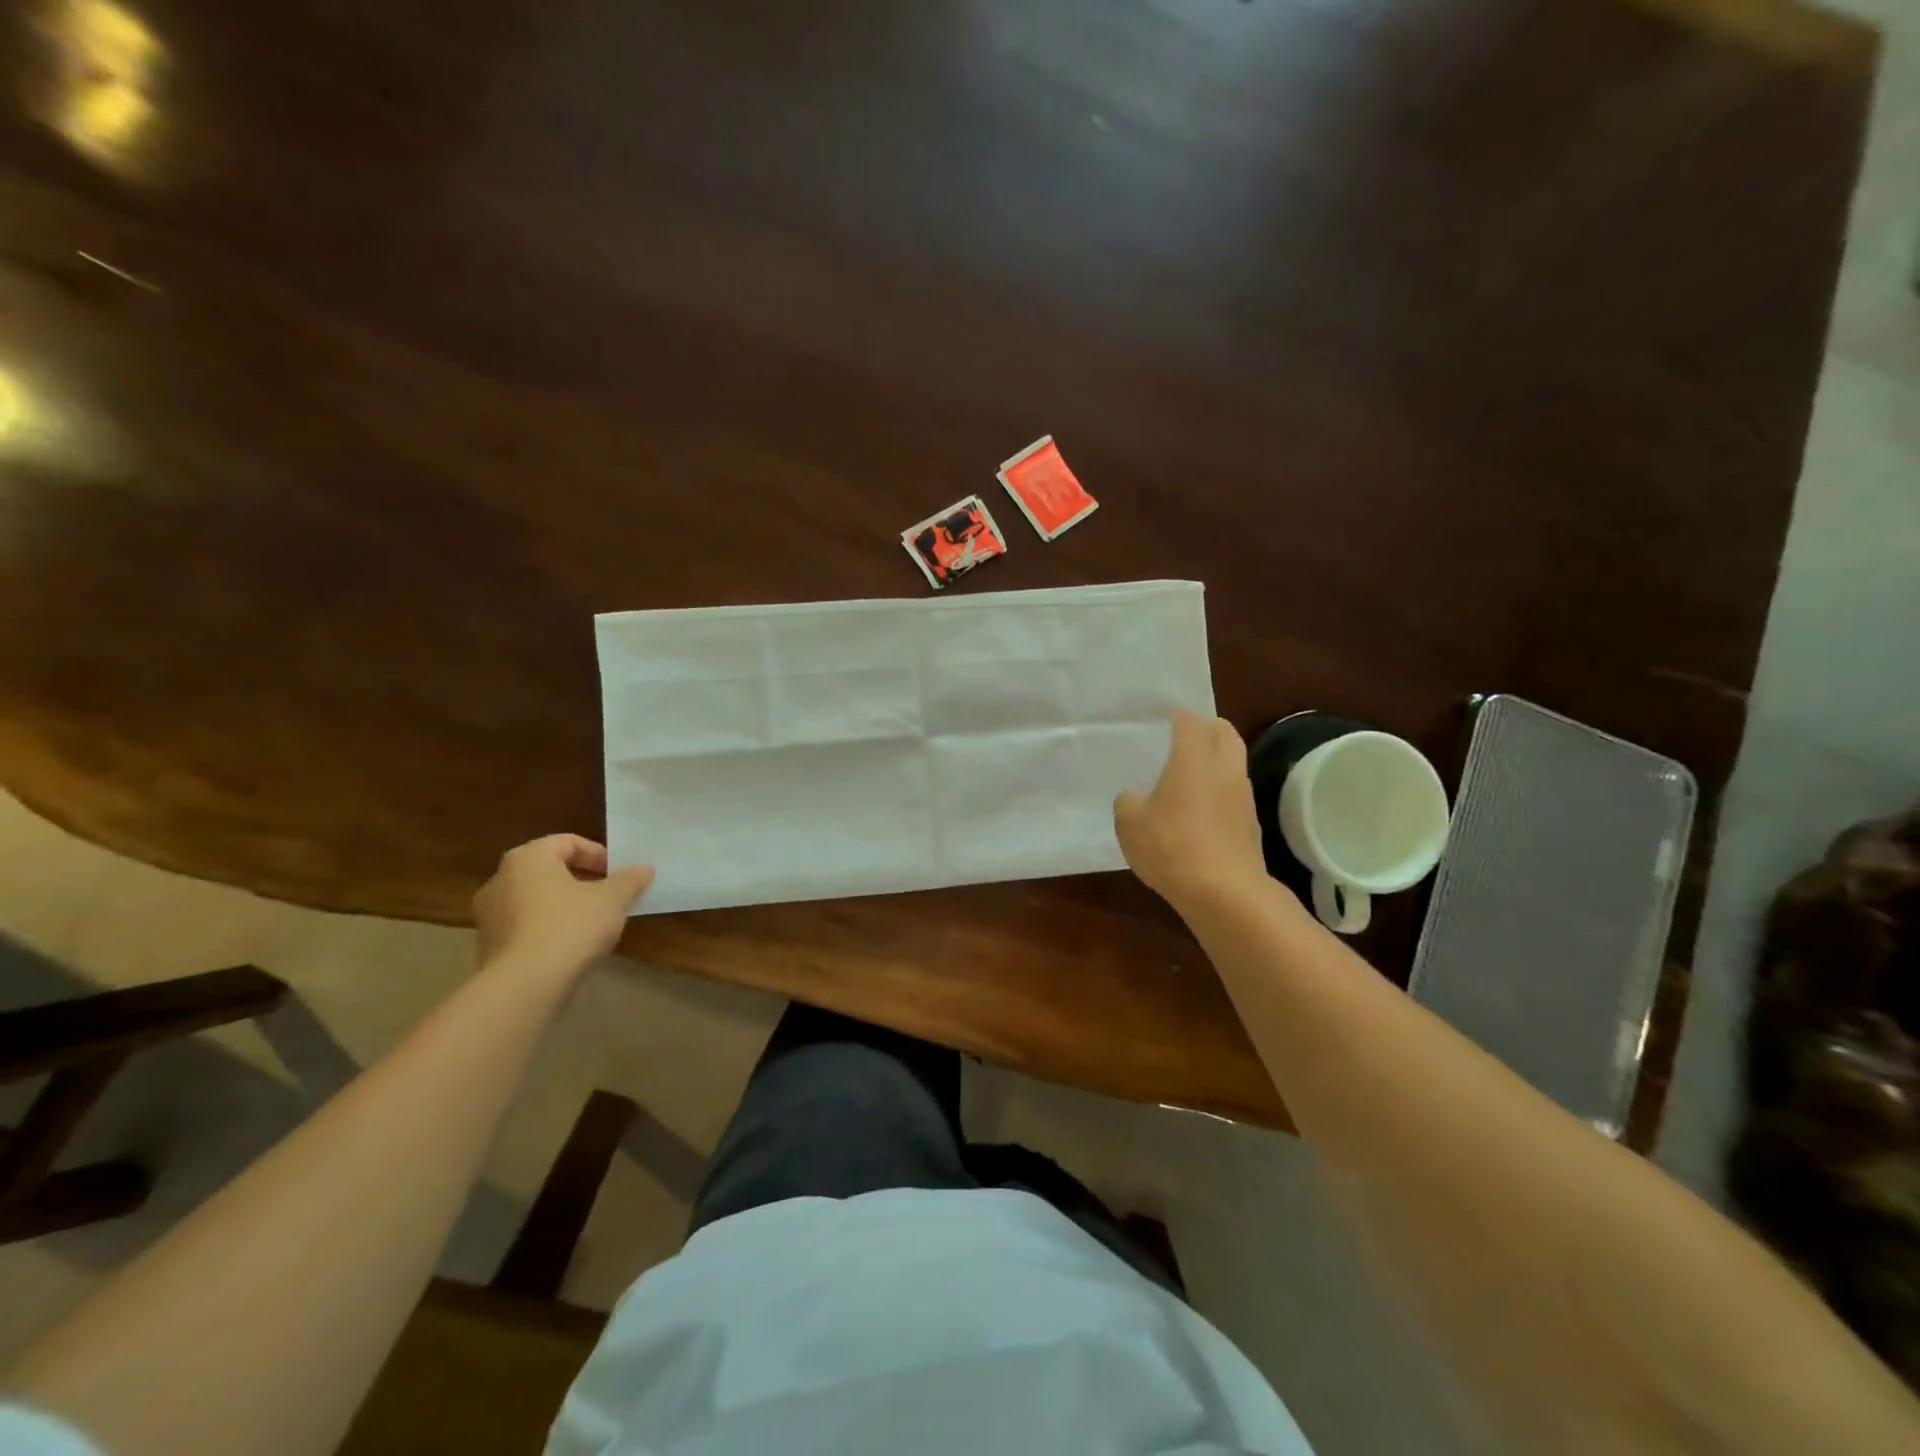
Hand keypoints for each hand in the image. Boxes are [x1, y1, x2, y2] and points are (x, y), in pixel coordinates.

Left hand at [473, 835, 653, 979]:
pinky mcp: (488, 947)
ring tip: (592, 923)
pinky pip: (525, 927)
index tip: (618, 873)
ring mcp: (489, 915)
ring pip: (535, 900)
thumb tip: (644, 869)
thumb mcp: (613, 899)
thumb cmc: (570, 926)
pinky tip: (570, 947)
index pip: (567, 842)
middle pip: (548, 870)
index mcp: (528, 858)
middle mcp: (500, 880)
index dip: (598, 854)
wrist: (526, 985)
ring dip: (563, 906)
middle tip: (608, 895)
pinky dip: (547, 929)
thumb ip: (630, 880)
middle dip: (581, 880)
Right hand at [1115, 711, 1267, 914]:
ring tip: (1192, 773)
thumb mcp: (1130, 824)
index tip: (1165, 719)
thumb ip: (1128, 802)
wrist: (1224, 892)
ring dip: (1218, 760)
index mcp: (1193, 759)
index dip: (1178, 717)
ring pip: (1234, 763)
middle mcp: (1223, 769)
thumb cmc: (1171, 847)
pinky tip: (1202, 810)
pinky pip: (1236, 793)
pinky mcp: (1251, 824)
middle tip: (1185, 738)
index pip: (1190, 722)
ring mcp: (1243, 796)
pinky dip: (1222, 791)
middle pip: (1225, 733)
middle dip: (1208, 729)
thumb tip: (1135, 797)